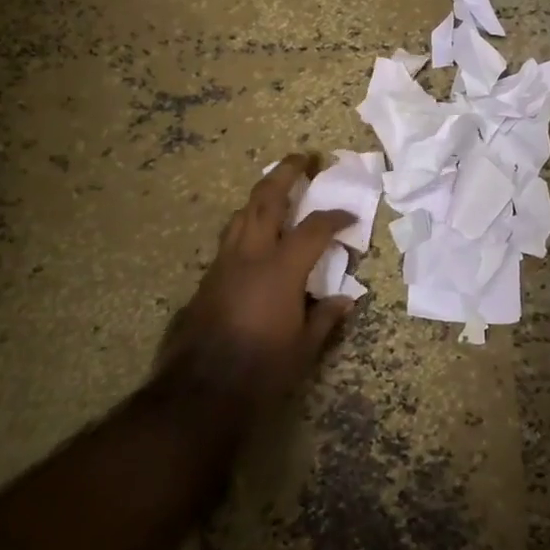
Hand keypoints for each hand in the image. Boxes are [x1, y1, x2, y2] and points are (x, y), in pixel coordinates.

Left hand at [163, 154, 357, 411]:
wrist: (200, 391)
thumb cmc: (261, 370)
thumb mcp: (304, 349)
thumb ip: (326, 318)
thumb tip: (346, 300)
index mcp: (281, 270)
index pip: (314, 229)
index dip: (335, 217)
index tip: (350, 216)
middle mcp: (250, 255)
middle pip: (267, 200)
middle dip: (286, 173)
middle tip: (302, 158)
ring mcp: (224, 264)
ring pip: (242, 214)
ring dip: (261, 195)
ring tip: (276, 188)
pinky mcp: (207, 278)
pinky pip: (230, 238)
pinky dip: (246, 225)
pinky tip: (253, 235)